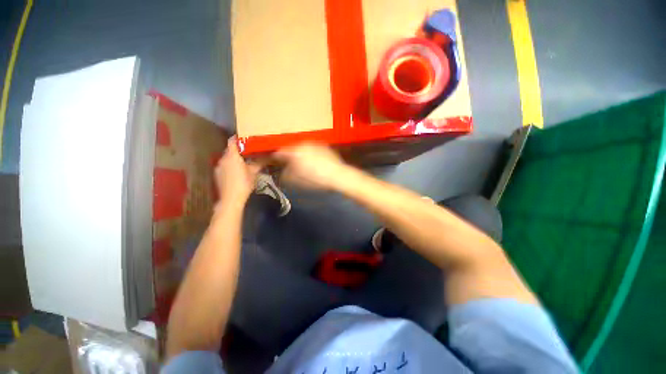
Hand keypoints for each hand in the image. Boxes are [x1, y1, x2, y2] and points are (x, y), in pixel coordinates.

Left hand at [215, 137, 260, 202]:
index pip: (232, 141)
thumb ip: (259, 163)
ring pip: (227, 158)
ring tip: (244, 161)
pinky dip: (230, 165)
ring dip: (234, 158)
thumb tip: (268, 156)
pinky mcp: (217, 174)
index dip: (238, 138)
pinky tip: (237, 171)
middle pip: (229, 150)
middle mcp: (223, 159)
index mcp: (232, 156)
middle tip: (249, 150)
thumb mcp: (254, 173)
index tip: (245, 138)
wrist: (231, 199)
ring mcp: (218, 167)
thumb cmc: (244, 183)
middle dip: (238, 149)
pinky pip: (224, 165)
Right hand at [272, 143, 349, 189]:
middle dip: (289, 156)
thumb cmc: (316, 179)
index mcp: (295, 151)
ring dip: (299, 154)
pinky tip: (314, 161)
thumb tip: (282, 172)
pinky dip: (309, 153)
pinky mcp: (323, 146)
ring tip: (302, 163)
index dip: (276, 157)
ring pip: (302, 148)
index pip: (280, 152)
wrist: (337, 175)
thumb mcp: (297, 180)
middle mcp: (303, 144)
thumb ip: (286, 175)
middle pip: (291, 149)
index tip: (274, 162)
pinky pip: (312, 149)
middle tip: (288, 164)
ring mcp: (314, 144)